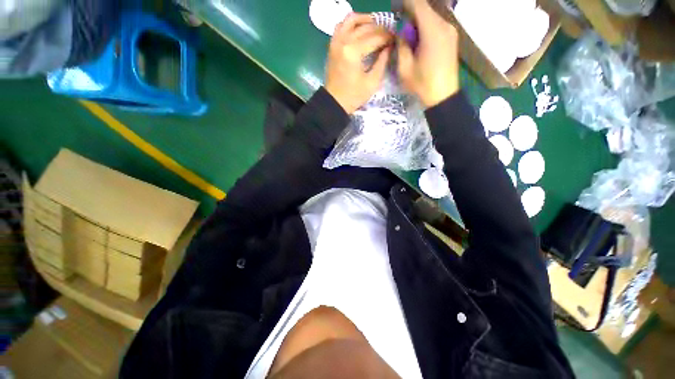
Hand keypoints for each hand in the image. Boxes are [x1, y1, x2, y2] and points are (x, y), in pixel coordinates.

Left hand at [325, 13, 393, 113]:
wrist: (335, 102)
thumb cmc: (354, 96)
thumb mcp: (372, 82)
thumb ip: (382, 62)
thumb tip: (389, 47)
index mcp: (354, 52)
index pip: (375, 37)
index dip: (387, 37)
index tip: (395, 40)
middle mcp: (344, 41)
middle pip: (366, 27)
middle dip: (380, 29)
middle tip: (388, 36)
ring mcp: (336, 41)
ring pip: (352, 20)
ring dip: (366, 20)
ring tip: (376, 27)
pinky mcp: (332, 45)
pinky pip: (341, 25)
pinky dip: (352, 23)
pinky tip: (360, 30)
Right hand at [397, 0, 459, 107]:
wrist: (443, 96)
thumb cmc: (422, 84)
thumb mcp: (405, 68)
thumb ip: (401, 45)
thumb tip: (400, 32)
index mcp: (432, 31)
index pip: (419, 5)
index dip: (406, 4)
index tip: (395, 9)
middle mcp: (445, 25)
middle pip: (426, 9)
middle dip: (411, 13)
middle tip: (399, 24)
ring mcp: (451, 31)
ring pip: (432, 16)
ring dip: (419, 20)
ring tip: (408, 33)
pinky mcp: (452, 38)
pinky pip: (438, 24)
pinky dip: (427, 26)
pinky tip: (419, 39)